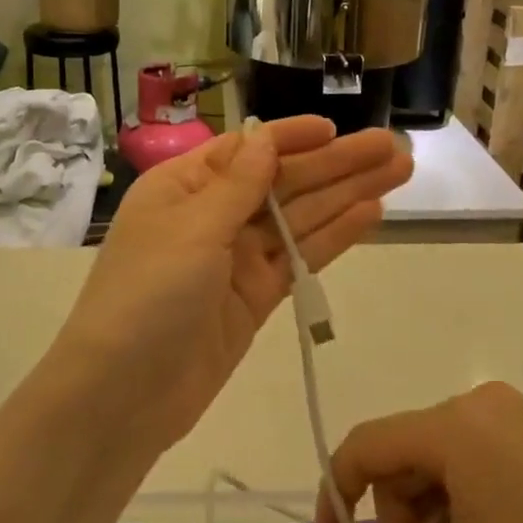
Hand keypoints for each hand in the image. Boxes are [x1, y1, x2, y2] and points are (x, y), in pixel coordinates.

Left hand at [53, 116, 411, 451]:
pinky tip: (372, 214)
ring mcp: (237, 259)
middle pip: (284, 182)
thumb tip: (265, 137)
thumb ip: (238, 184)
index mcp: (184, 187)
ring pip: (300, 218)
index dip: (293, 138)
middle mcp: (212, 216)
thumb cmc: (147, 295)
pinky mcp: (257, 297)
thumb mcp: (191, 229)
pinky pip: (301, 257)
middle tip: (393, 148)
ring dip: (348, 195)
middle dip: (337, 164)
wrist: (123, 395)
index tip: (336, 128)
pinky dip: (334, 236)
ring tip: (399, 172)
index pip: (247, 150)